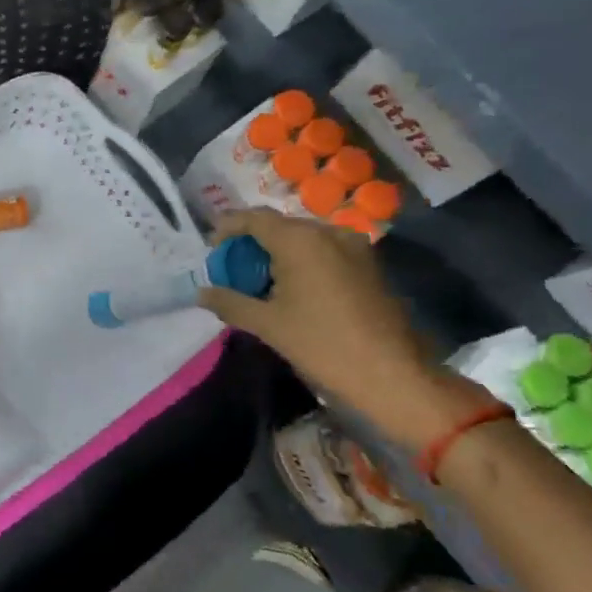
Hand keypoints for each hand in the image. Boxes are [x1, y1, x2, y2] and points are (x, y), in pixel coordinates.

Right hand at [198, 208, 436, 425]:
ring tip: (261, 284)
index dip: (228, 228)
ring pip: (304, 239)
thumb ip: (229, 302)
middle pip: (279, 227)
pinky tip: (294, 291)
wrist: (391, 374)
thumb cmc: (321, 345)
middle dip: (252, 244)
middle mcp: (328, 232)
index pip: (253, 218)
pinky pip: (325, 251)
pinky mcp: (369, 264)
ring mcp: (354, 246)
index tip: (212, 249)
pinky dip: (302, 262)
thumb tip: (201, 293)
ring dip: (278, 254)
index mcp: (299, 240)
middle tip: (233, 271)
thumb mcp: (267, 324)